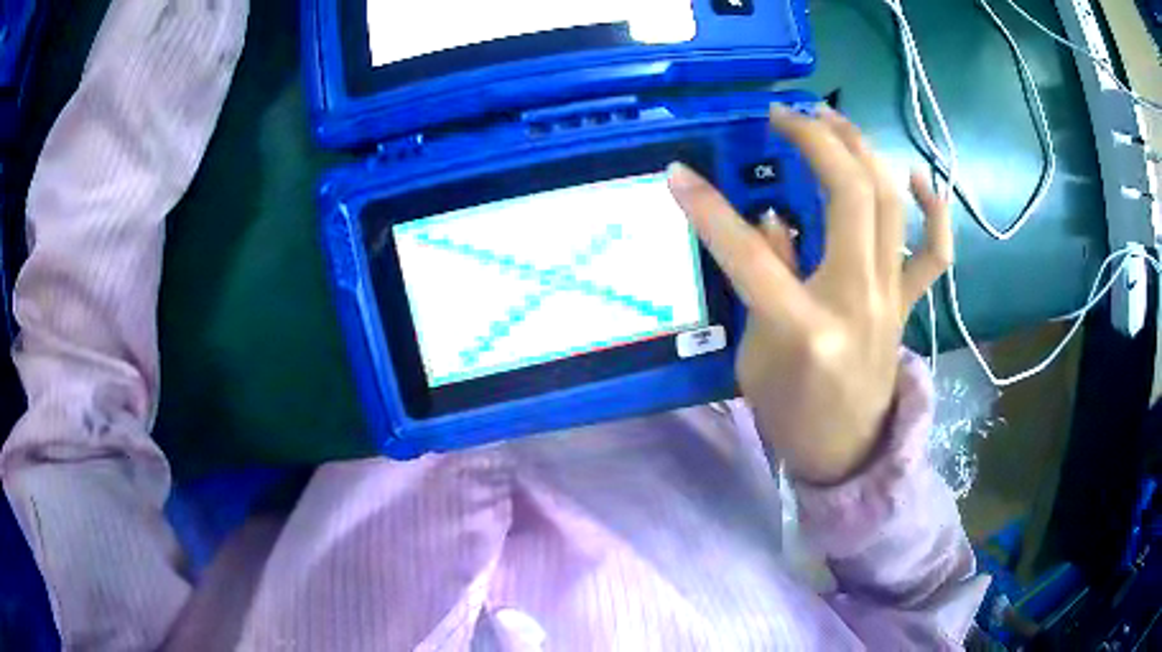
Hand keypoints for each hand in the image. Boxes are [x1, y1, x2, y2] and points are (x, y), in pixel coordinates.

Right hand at [668, 106, 952, 484]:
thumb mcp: (757, 357)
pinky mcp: (908, 301)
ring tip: (832, 119)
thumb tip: (773, 217)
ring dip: (862, 150)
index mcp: (807, 328)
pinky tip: (913, 174)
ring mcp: (891, 297)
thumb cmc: (793, 415)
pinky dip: (933, 207)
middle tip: (785, 115)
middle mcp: (859, 300)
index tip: (676, 173)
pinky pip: (935, 250)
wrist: (849, 453)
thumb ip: (766, 280)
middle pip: (849, 197)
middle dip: (816, 141)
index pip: (751, 254)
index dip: (709, 209)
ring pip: (890, 203)